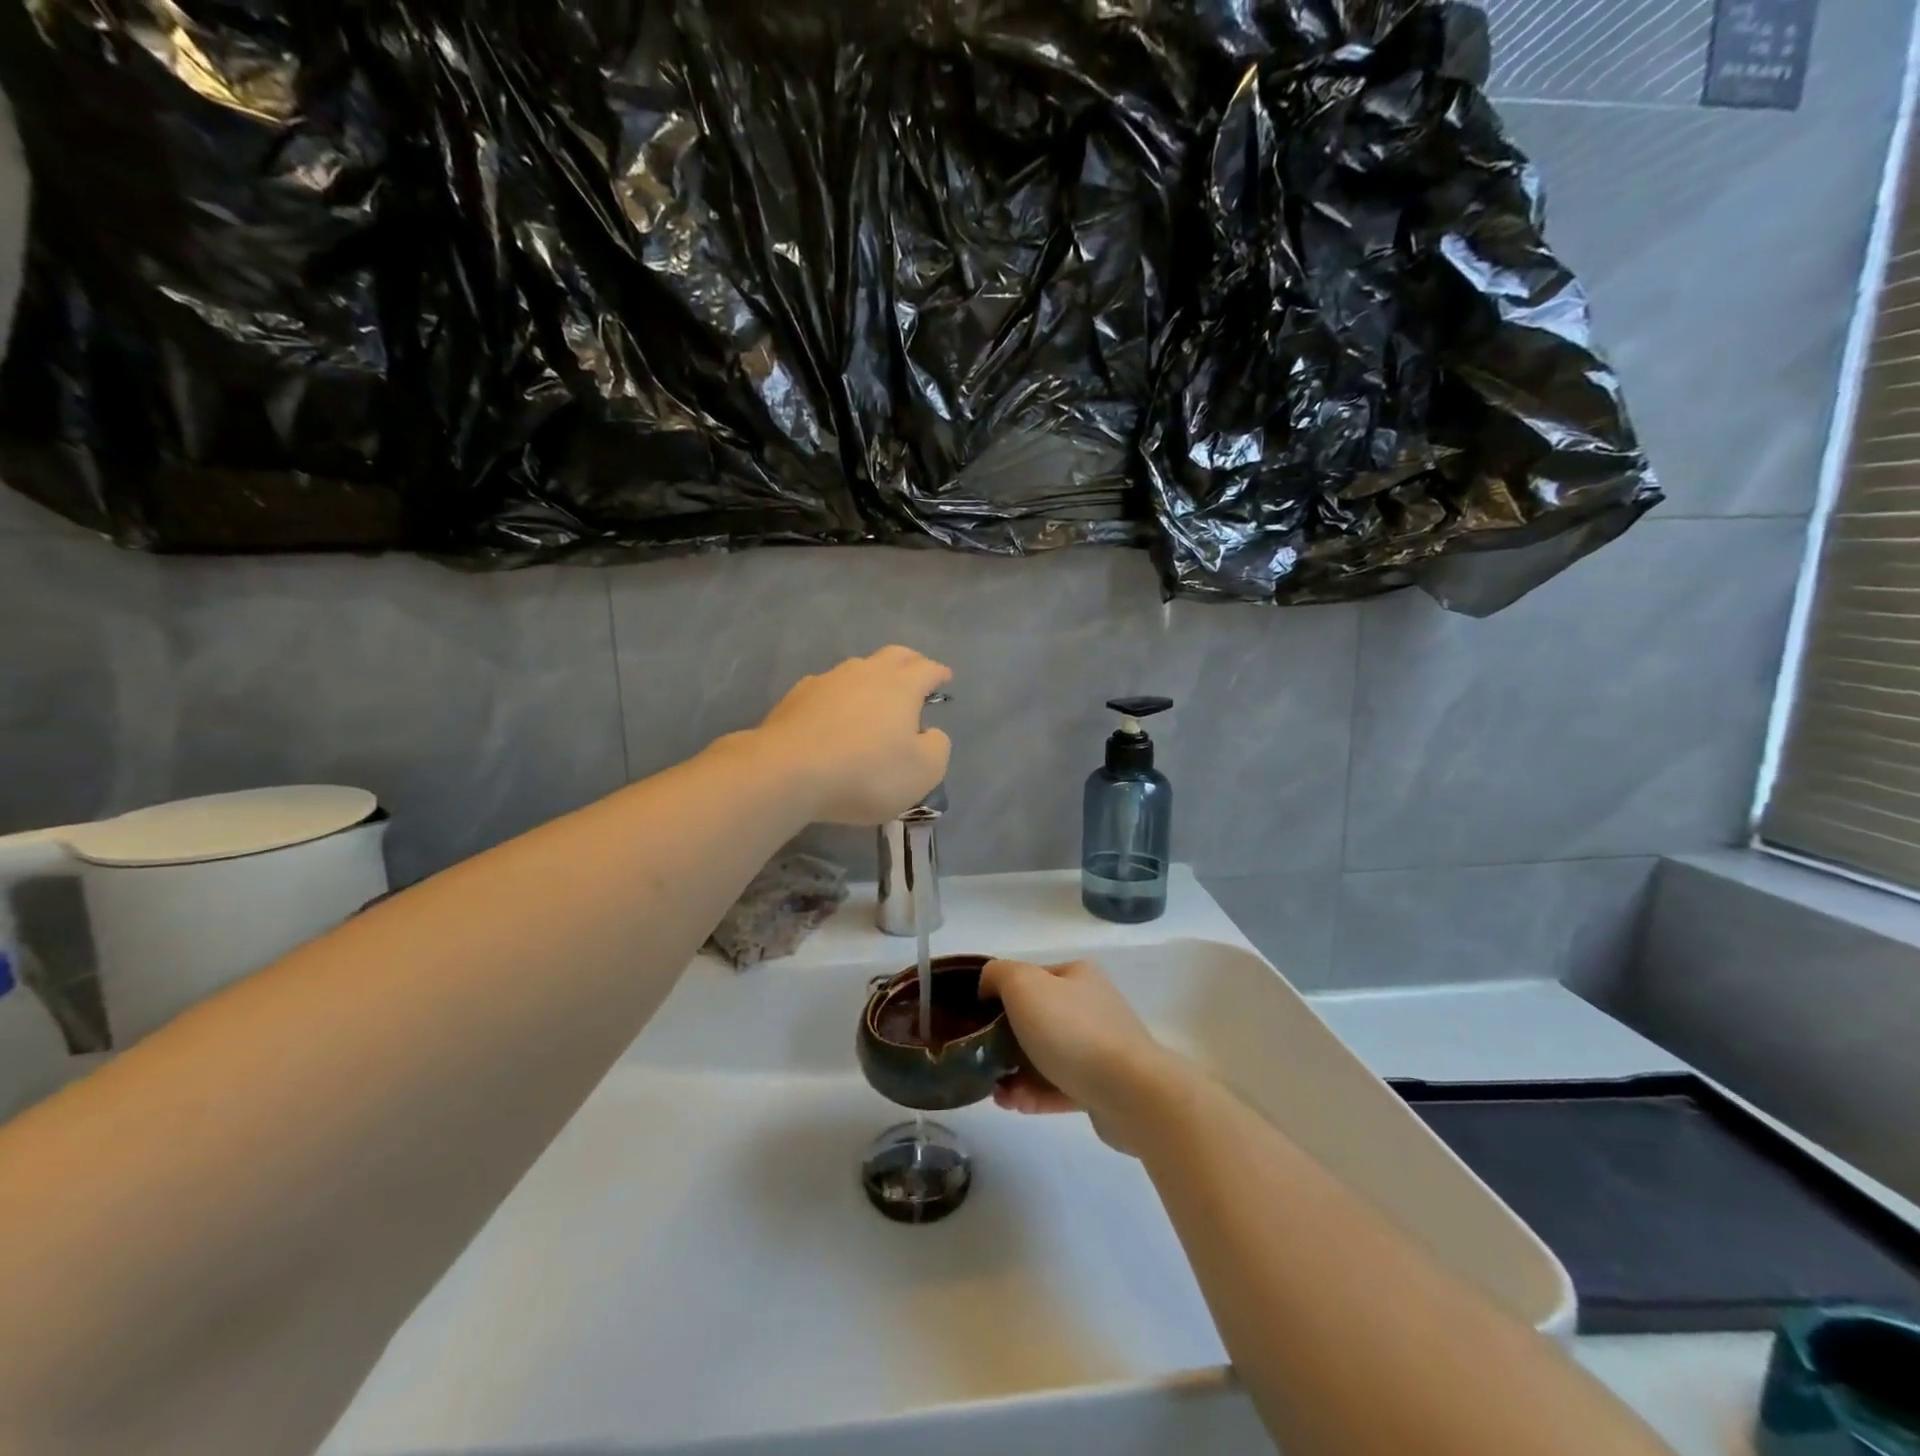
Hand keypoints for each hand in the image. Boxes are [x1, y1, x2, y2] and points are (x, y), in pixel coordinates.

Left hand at [754, 647, 952, 824]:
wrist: (789, 772)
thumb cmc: (867, 772)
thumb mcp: (923, 771)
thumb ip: (936, 747)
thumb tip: (929, 733)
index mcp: (901, 686)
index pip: (927, 669)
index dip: (939, 672)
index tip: (945, 677)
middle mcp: (865, 673)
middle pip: (893, 655)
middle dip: (909, 662)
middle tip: (916, 673)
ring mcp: (827, 681)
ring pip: (857, 668)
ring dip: (871, 677)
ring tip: (874, 696)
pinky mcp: (796, 697)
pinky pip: (826, 688)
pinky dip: (838, 697)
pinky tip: (834, 713)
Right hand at [979, 957, 1186, 1153]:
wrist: (1130, 1092)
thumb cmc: (1072, 1031)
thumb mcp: (1023, 985)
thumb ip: (998, 975)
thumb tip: (988, 987)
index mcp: (1077, 976)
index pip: (1030, 978)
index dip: (1000, 996)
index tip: (977, 1021)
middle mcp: (1091, 1006)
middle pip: (1036, 1019)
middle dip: (1004, 1042)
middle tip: (983, 1060)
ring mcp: (1100, 1048)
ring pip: (1045, 1056)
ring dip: (1016, 1073)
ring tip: (997, 1093)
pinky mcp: (1103, 1087)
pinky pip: (1060, 1086)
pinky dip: (1035, 1095)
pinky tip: (1016, 1105)